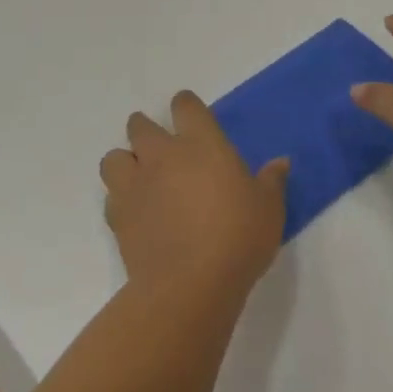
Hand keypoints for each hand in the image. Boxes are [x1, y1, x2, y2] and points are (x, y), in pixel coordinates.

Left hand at [101, 91, 288, 302]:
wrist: (190, 285)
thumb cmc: (237, 237)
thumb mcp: (269, 209)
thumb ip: (272, 181)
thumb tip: (281, 162)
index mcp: (201, 143)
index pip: (185, 106)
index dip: (185, 105)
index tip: (190, 114)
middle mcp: (162, 155)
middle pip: (140, 126)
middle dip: (146, 130)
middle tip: (160, 147)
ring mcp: (136, 184)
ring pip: (114, 158)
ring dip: (125, 162)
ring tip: (139, 177)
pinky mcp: (118, 217)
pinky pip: (111, 196)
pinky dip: (121, 199)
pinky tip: (136, 212)